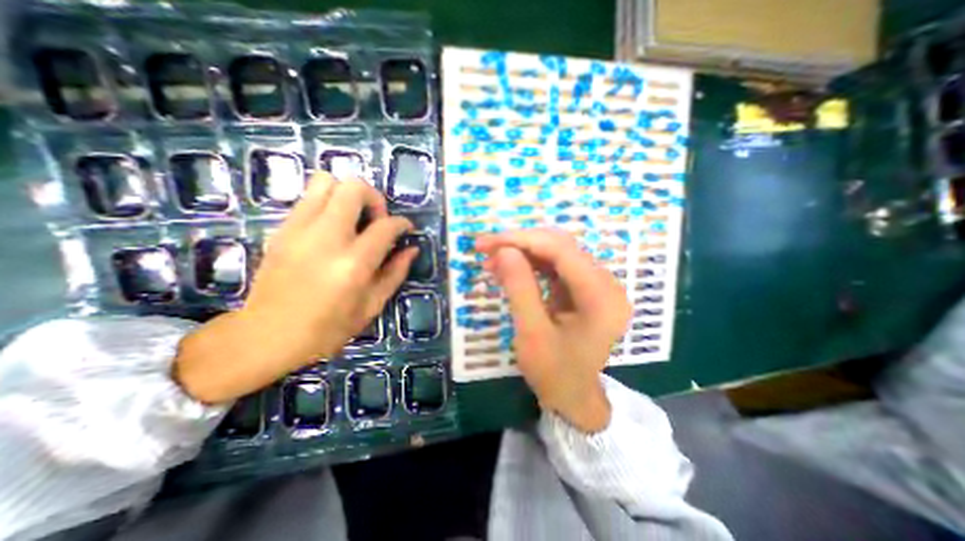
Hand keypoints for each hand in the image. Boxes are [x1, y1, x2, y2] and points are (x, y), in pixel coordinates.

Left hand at [173, 170, 414, 401]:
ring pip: (325, 181)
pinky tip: (332, 229)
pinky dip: (327, 203)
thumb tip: (412, 249)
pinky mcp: (281, 230)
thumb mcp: (371, 306)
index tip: (407, 229)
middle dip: (374, 198)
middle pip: (354, 188)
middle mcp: (326, 238)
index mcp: (353, 264)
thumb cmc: (327, 329)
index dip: (402, 223)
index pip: (385, 226)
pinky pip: (308, 198)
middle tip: (377, 220)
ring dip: (347, 194)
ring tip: (354, 219)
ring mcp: (298, 230)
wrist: (265, 337)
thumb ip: (395, 273)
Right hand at [474, 230, 634, 433]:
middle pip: (560, 246)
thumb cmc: (555, 374)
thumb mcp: (532, 334)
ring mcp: (597, 284)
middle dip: (520, 243)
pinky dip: (531, 263)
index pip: (561, 250)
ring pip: (557, 252)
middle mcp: (606, 284)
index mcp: (601, 297)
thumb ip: (519, 288)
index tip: (487, 243)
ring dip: (523, 252)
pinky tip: (509, 268)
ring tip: (493, 260)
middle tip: (486, 249)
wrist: (574, 397)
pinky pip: (556, 265)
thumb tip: (504, 250)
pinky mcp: (585, 288)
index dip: (522, 240)